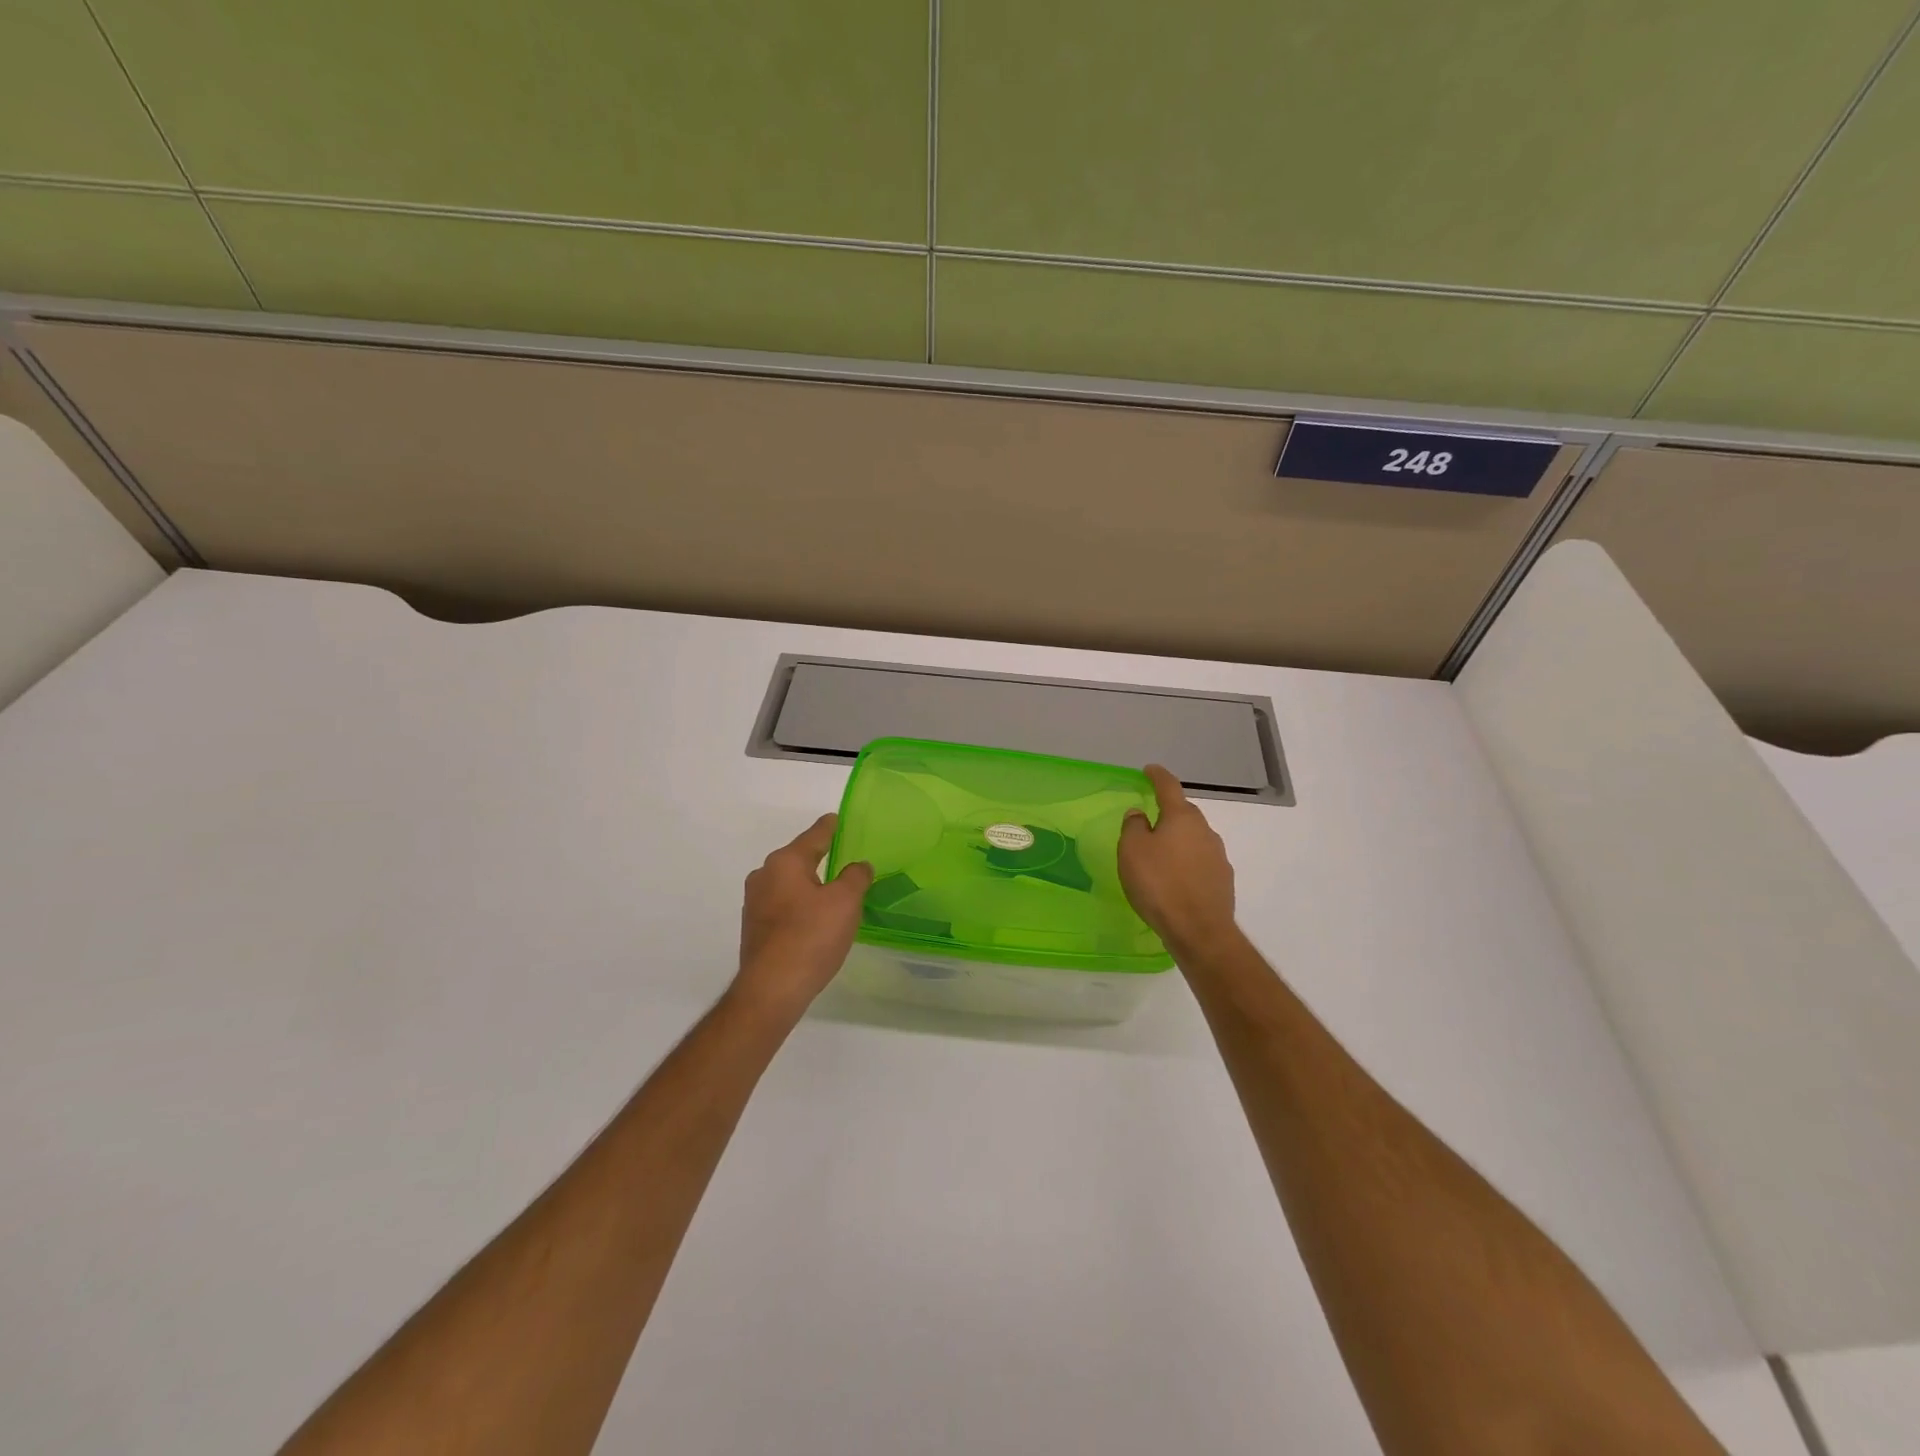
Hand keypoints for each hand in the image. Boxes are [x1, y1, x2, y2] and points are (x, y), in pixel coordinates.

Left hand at [732, 814, 873, 1021]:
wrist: (772, 989)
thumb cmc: (811, 936)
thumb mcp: (846, 902)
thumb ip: (855, 877)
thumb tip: (858, 866)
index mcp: (785, 862)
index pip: (814, 836)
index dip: (829, 827)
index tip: (836, 819)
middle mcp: (764, 876)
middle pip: (798, 859)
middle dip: (818, 858)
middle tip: (842, 858)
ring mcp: (754, 903)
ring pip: (788, 884)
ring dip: (809, 885)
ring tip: (832, 892)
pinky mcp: (754, 928)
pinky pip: (782, 906)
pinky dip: (799, 906)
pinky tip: (813, 920)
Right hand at [1118, 765, 1238, 958]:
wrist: (1199, 930)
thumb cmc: (1159, 884)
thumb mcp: (1132, 851)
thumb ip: (1133, 827)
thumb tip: (1139, 814)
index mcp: (1182, 817)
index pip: (1169, 787)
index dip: (1157, 776)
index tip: (1150, 770)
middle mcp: (1205, 831)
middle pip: (1184, 814)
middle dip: (1168, 813)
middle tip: (1149, 822)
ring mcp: (1218, 856)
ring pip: (1194, 839)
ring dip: (1178, 841)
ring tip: (1160, 856)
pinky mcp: (1223, 880)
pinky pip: (1200, 862)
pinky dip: (1187, 863)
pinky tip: (1175, 880)